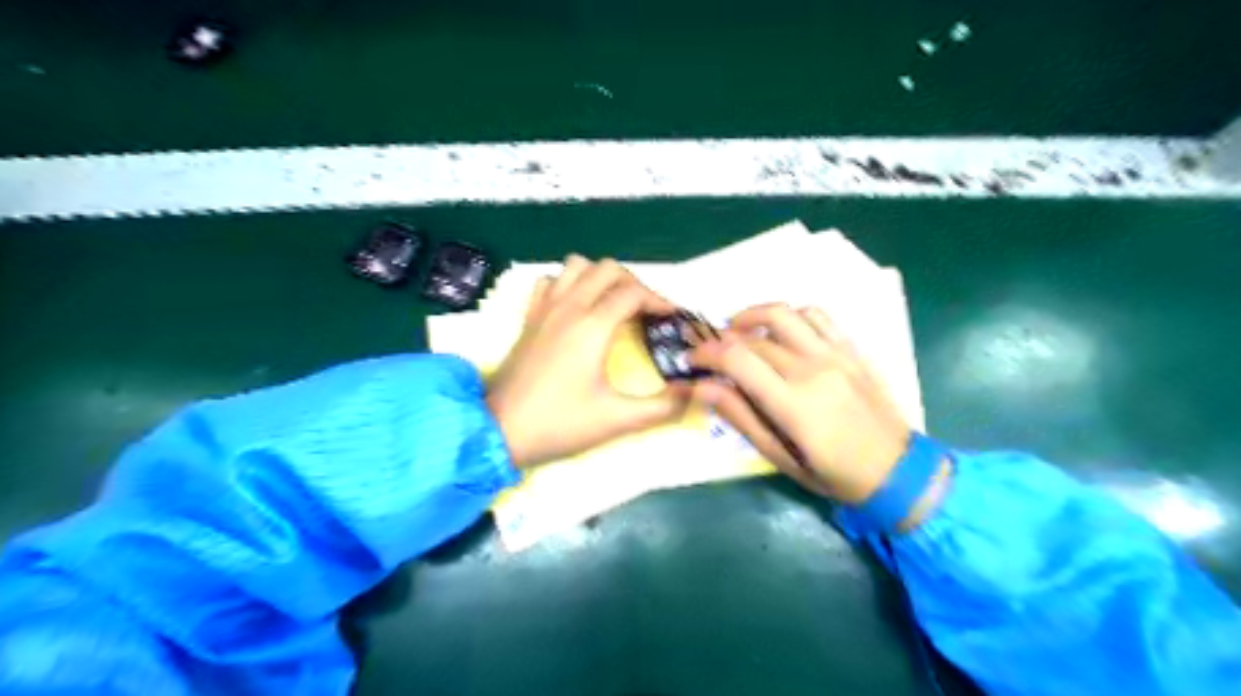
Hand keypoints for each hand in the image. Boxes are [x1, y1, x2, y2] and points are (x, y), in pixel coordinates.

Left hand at [481, 255, 688, 468]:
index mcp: (593, 326)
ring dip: (599, 277)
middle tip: (645, 311)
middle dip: (633, 283)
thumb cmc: (559, 423)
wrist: (499, 431)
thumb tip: (694, 395)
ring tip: (612, 303)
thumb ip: (662, 408)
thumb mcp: (617, 420)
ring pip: (576, 266)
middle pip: (608, 269)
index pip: (634, 292)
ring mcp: (544, 309)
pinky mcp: (528, 319)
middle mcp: (569, 307)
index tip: (673, 319)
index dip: (659, 300)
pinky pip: (549, 282)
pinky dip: (567, 284)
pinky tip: (574, 307)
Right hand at [687, 305, 909, 505]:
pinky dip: (791, 315)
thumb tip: (701, 387)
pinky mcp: (851, 349)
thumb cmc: (832, 474)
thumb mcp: (779, 456)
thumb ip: (740, 416)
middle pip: (754, 338)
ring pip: (784, 313)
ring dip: (752, 316)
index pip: (736, 359)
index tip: (691, 360)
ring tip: (739, 332)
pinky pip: (817, 315)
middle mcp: (813, 369)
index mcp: (793, 403)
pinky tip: (781, 332)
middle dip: (721, 342)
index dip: (706, 353)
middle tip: (710, 355)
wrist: (897, 470)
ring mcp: (836, 354)